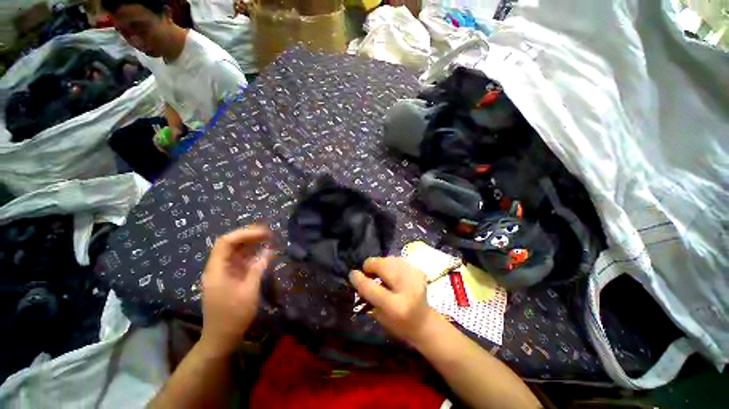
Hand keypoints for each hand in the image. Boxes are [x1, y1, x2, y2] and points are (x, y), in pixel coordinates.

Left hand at [200, 226, 271, 353]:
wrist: (222, 337)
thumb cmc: (234, 315)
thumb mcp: (249, 290)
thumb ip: (258, 268)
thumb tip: (268, 251)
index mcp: (217, 270)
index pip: (226, 242)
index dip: (245, 234)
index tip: (263, 233)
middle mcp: (217, 268)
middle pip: (230, 244)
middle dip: (248, 236)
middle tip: (268, 233)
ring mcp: (223, 273)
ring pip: (235, 252)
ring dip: (251, 244)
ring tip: (268, 238)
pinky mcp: (229, 278)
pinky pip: (240, 261)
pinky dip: (251, 255)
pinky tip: (263, 252)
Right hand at [349, 257, 440, 344]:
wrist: (424, 322)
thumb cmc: (398, 325)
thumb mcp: (379, 316)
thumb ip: (368, 296)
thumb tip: (359, 276)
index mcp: (395, 306)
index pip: (371, 287)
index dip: (358, 278)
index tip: (353, 274)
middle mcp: (407, 289)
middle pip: (382, 266)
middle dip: (371, 266)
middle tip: (368, 273)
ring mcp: (415, 277)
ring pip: (390, 259)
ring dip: (381, 264)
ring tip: (380, 273)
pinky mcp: (419, 271)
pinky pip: (398, 260)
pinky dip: (391, 264)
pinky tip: (392, 273)